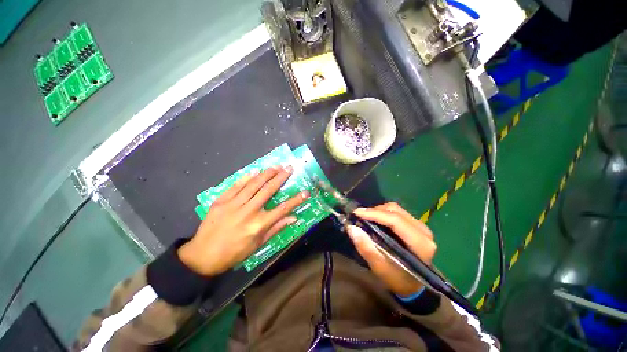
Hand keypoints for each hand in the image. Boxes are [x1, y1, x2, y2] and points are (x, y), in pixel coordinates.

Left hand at [178, 166, 308, 275]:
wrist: (202, 256)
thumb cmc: (234, 253)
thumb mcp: (258, 245)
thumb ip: (276, 228)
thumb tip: (293, 218)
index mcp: (259, 224)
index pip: (282, 209)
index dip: (296, 200)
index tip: (306, 192)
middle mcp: (248, 211)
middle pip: (268, 190)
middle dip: (281, 177)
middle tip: (289, 168)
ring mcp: (233, 204)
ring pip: (253, 184)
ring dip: (266, 174)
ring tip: (276, 166)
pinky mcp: (221, 201)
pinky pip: (236, 186)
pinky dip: (247, 177)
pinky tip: (255, 171)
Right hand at [346, 202, 436, 295]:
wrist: (413, 285)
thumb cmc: (398, 279)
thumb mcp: (380, 268)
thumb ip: (367, 248)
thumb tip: (352, 228)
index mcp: (420, 244)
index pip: (395, 220)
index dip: (374, 214)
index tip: (356, 212)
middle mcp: (423, 231)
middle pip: (395, 211)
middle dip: (374, 211)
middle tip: (359, 216)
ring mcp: (421, 226)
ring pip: (396, 209)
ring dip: (378, 211)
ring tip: (365, 218)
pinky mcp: (415, 225)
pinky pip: (397, 212)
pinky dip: (383, 213)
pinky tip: (375, 220)